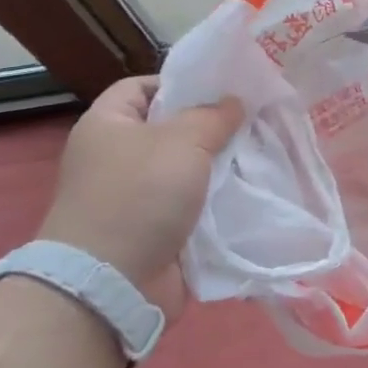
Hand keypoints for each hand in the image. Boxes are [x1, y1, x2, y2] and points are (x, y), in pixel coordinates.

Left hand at [37, 76, 243, 315]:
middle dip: (211, 126)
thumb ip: (213, 116)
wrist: (112, 284)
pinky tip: (250, 192)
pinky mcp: (153, 231)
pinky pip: (190, 206)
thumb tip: (233, 102)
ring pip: (185, 170)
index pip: (142, 86)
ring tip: (260, 153)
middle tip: (253, 120)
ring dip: (218, 166)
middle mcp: (116, 157)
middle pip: (169, 129)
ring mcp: (133, 197)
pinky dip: (215, 201)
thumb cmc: (139, 196)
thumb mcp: (182, 141)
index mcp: (107, 124)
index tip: (222, 89)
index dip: (180, 82)